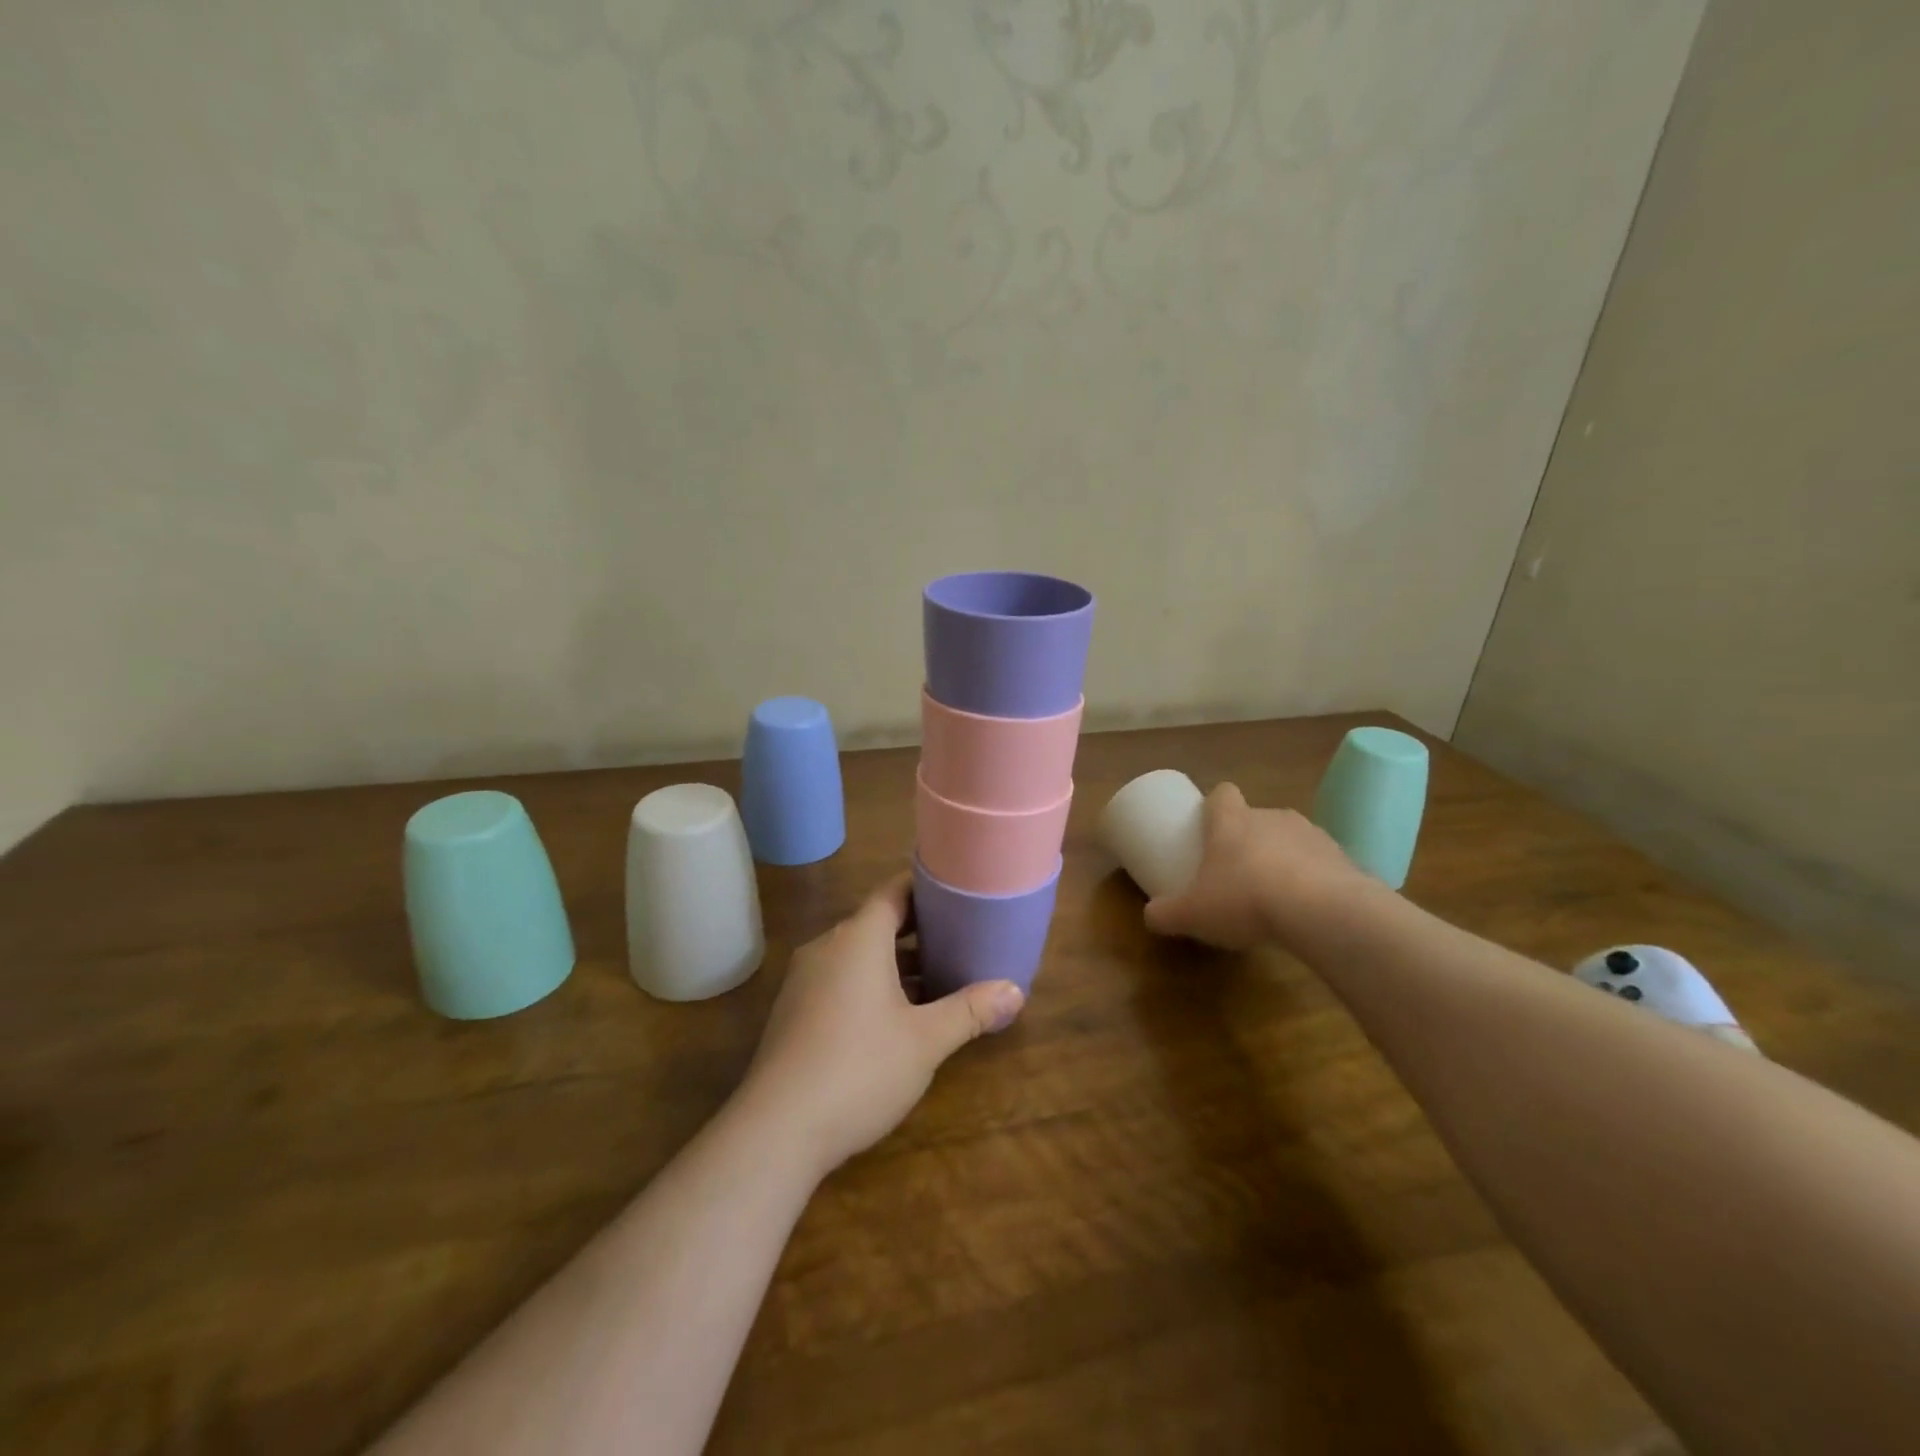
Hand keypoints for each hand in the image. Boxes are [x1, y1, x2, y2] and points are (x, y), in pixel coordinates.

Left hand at [740, 873, 1025, 1175]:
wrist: (776, 1129)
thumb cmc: (860, 1069)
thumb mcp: (925, 1041)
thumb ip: (970, 1011)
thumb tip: (1016, 991)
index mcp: (858, 938)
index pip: (893, 892)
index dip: (925, 887)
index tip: (957, 888)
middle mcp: (827, 947)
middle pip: (876, 921)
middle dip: (917, 928)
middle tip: (959, 934)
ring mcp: (805, 979)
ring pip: (858, 954)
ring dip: (895, 960)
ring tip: (937, 974)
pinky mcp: (794, 1011)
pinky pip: (840, 978)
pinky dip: (870, 982)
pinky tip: (896, 1014)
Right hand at [1144, 783, 1365, 949]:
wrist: (1323, 913)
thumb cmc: (1245, 900)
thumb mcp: (1192, 914)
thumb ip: (1166, 914)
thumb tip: (1150, 916)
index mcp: (1231, 821)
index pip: (1223, 793)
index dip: (1215, 807)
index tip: (1209, 827)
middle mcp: (1272, 817)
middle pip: (1256, 817)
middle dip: (1247, 839)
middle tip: (1237, 872)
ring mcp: (1312, 835)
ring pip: (1290, 839)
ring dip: (1282, 859)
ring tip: (1275, 895)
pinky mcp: (1344, 859)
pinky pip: (1322, 865)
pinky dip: (1314, 881)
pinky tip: (1307, 911)